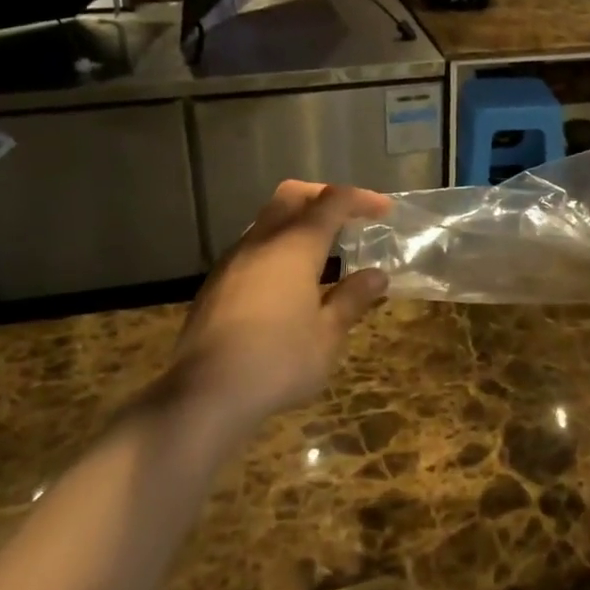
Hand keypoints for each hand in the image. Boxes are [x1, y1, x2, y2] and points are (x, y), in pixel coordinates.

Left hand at [170, 181, 390, 436]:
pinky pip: (252, 246)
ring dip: (296, 221)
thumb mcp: (328, 335)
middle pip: (292, 196)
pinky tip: (286, 280)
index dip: (361, 199)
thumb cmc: (278, 361)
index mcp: (295, 246)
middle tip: (348, 216)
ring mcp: (233, 260)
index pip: (332, 202)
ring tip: (321, 250)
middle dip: (322, 196)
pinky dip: (276, 246)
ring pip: (267, 219)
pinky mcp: (215, 283)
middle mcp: (262, 241)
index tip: (384, 209)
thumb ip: (352, 299)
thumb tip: (376, 276)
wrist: (205, 394)